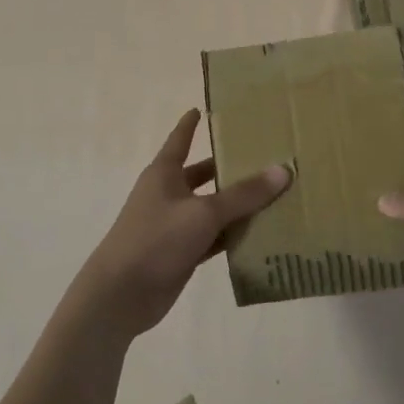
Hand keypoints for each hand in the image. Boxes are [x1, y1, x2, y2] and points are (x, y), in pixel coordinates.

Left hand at [69, 110, 290, 339]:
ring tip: (274, 194)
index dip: (190, 124)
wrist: (121, 295)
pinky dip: (232, 236)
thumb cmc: (156, 239)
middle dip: (228, 168)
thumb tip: (283, 170)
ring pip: (211, 209)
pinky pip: (213, 238)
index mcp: (164, 173)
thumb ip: (244, 194)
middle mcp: (168, 194)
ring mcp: (174, 226)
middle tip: (263, 157)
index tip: (201, 108)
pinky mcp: (181, 253)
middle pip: (202, 175)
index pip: (180, 139)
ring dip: (236, 206)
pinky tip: (261, 234)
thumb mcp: (204, 213)